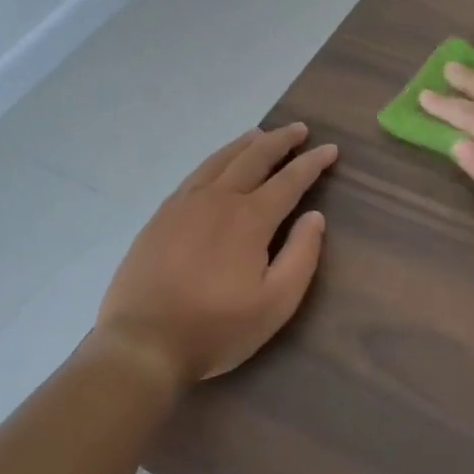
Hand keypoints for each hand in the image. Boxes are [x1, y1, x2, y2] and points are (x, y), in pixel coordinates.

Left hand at [97, 124, 336, 383]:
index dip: (312, 163)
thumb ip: (301, 256)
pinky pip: (195, 174)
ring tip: (261, 134)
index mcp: (249, 218)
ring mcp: (184, 204)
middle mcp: (218, 199)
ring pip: (220, 160)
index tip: (330, 149)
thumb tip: (315, 217)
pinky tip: (218, 164)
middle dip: (280, 140)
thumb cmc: (216, 327)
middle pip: (254, 157)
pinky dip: (216, 160)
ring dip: (246, 144)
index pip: (289, 180)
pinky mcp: (160, 216)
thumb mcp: (275, 303)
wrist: (143, 342)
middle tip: (299, 130)